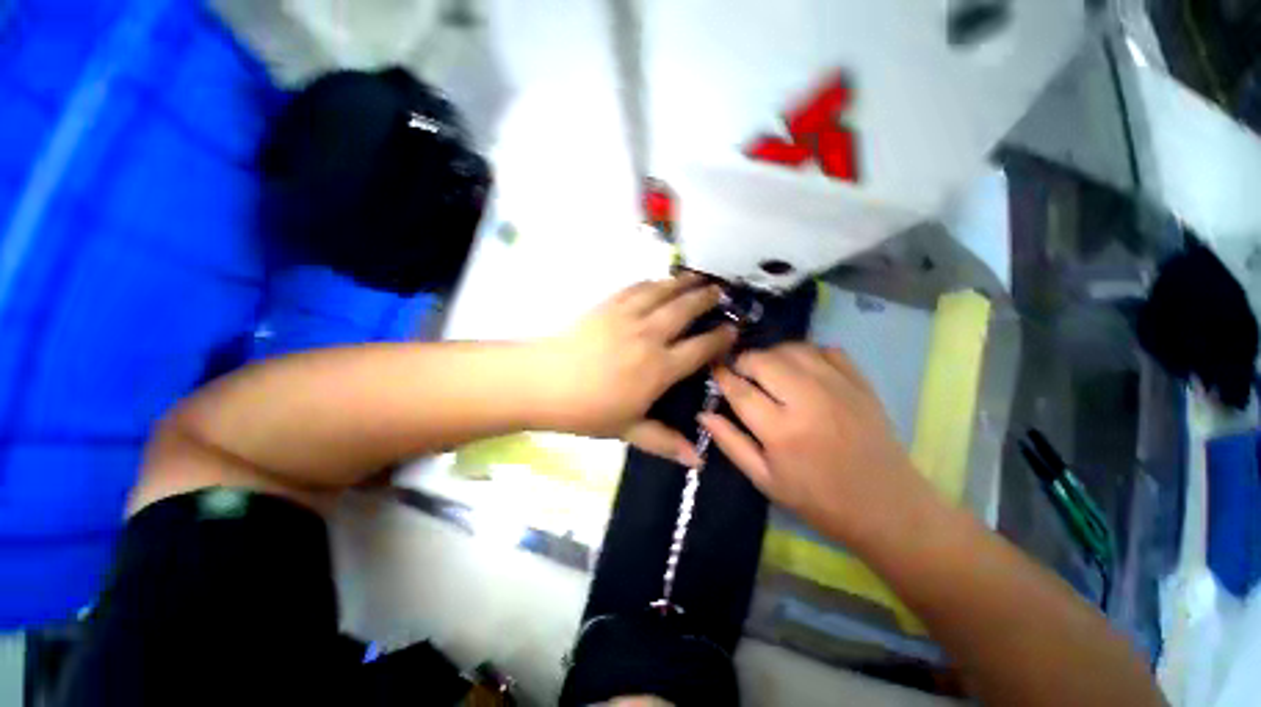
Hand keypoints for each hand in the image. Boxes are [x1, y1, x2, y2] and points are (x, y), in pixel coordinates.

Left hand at [534, 274, 736, 464]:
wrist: (543, 382)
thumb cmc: (587, 410)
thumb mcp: (627, 430)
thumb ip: (665, 442)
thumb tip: (698, 462)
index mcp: (659, 368)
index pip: (700, 348)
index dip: (720, 338)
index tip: (733, 330)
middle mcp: (650, 336)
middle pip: (685, 311)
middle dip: (706, 299)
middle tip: (720, 292)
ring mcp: (628, 316)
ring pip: (663, 293)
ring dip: (683, 284)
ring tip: (698, 278)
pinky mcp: (608, 305)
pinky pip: (637, 288)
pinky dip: (653, 283)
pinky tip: (658, 281)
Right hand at [699, 343, 933, 547]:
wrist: (888, 508)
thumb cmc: (819, 500)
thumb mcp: (765, 480)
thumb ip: (731, 443)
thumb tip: (703, 413)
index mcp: (782, 432)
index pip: (740, 390)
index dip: (722, 375)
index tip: (713, 368)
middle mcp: (808, 401)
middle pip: (765, 360)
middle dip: (745, 361)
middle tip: (741, 373)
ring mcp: (838, 387)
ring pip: (793, 349)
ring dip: (772, 354)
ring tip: (768, 370)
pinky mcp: (860, 383)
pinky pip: (826, 349)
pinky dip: (807, 352)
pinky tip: (801, 369)